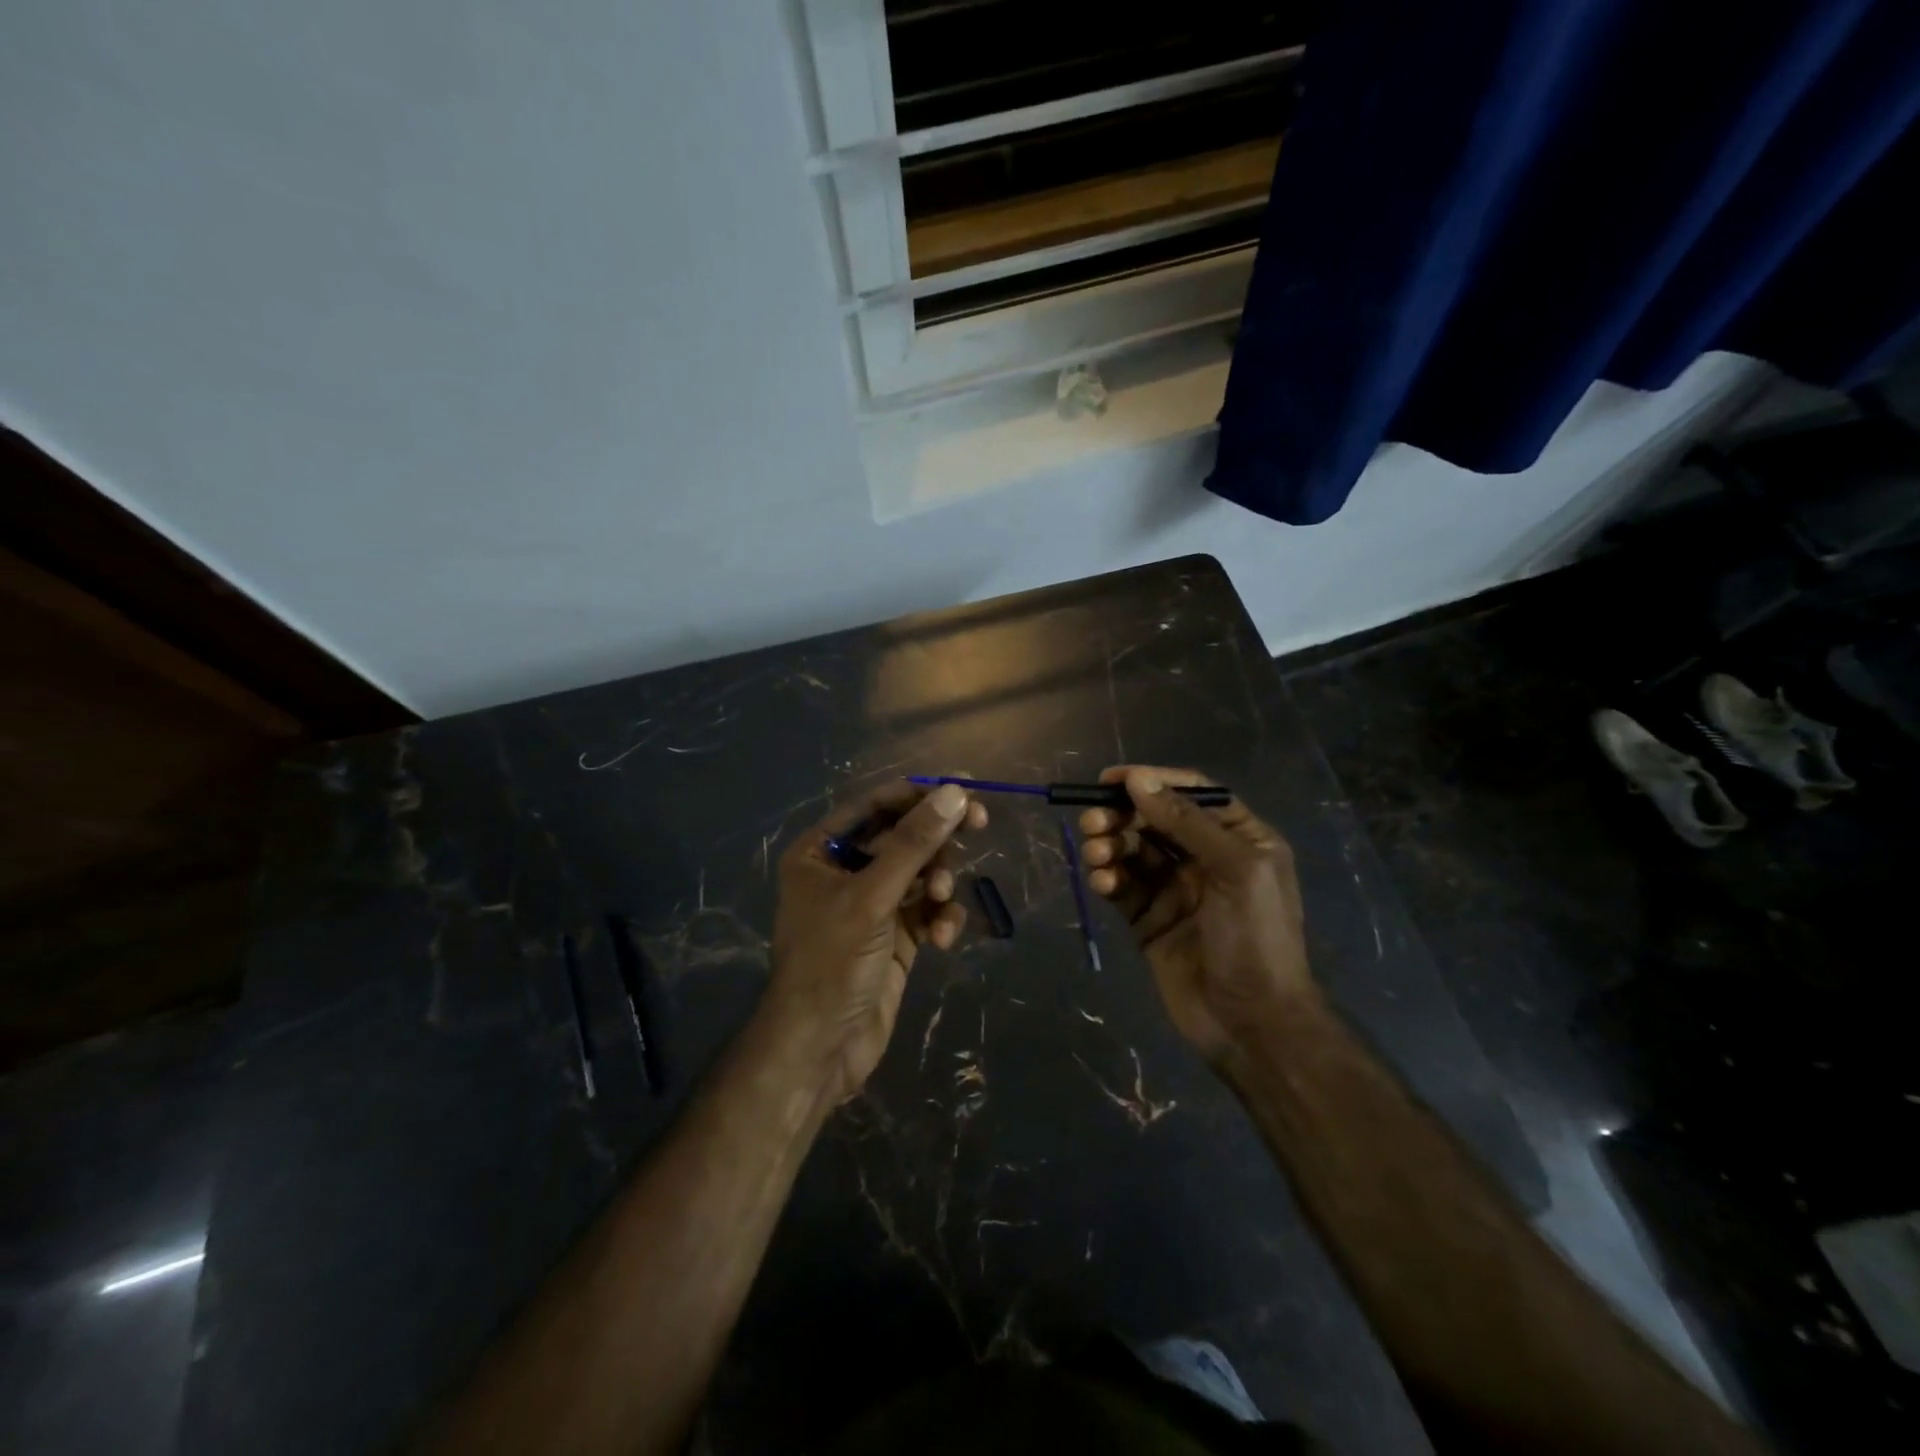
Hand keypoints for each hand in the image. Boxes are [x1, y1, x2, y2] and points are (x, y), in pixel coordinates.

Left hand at [765, 780, 987, 1103]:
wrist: (820, 1050)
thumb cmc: (831, 961)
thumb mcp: (871, 896)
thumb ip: (914, 843)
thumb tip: (954, 792)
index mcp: (821, 852)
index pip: (876, 806)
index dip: (920, 793)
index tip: (965, 787)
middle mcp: (845, 872)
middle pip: (903, 836)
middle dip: (936, 838)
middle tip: (978, 823)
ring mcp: (871, 905)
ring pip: (920, 872)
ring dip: (938, 882)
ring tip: (940, 900)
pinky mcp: (894, 937)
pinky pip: (926, 910)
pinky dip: (939, 917)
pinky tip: (943, 938)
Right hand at [1079, 765, 1312, 1063]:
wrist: (1252, 1024)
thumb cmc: (1256, 938)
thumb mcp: (1235, 869)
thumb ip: (1186, 822)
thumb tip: (1138, 780)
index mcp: (1238, 839)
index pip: (1191, 794)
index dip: (1152, 781)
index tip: (1111, 780)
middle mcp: (1205, 857)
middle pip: (1154, 819)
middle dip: (1122, 815)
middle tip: (1093, 821)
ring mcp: (1175, 889)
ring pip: (1132, 851)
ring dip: (1109, 845)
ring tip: (1095, 853)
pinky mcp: (1149, 919)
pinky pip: (1122, 886)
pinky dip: (1107, 878)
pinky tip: (1102, 882)